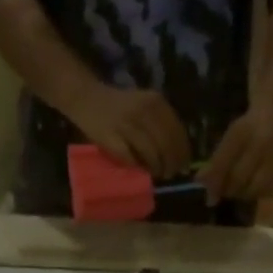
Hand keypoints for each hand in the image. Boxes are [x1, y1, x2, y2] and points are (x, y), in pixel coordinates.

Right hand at [69, 85, 191, 177]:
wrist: (87, 98)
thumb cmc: (121, 106)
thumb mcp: (146, 105)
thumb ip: (163, 123)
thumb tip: (180, 153)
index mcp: (156, 102)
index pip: (177, 132)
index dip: (183, 152)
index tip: (184, 165)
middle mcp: (143, 111)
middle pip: (166, 145)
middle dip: (172, 163)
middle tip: (171, 173)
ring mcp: (126, 124)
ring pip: (151, 153)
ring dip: (157, 168)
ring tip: (158, 173)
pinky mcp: (111, 138)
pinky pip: (131, 158)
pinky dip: (138, 166)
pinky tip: (141, 169)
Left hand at [199, 106, 272, 203]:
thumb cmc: (248, 128)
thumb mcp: (230, 137)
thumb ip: (216, 161)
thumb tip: (200, 183)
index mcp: (241, 132)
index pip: (223, 163)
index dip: (214, 183)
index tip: (208, 197)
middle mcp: (262, 143)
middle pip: (240, 179)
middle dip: (229, 190)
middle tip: (224, 192)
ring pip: (256, 188)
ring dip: (244, 194)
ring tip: (240, 190)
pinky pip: (272, 191)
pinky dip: (260, 194)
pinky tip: (256, 188)